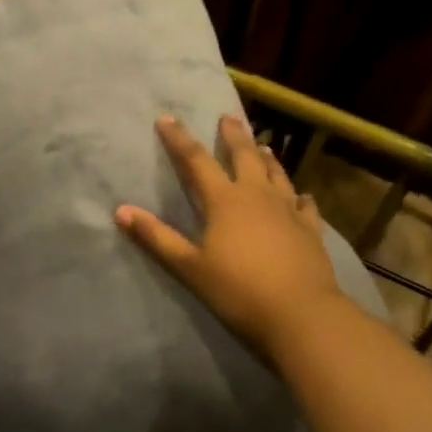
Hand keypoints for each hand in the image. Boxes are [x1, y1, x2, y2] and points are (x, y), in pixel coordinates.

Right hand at [116, 115, 343, 357]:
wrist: (301, 314)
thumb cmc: (238, 290)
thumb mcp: (189, 266)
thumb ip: (157, 237)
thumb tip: (121, 210)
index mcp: (224, 201)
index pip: (196, 161)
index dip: (179, 139)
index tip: (167, 119)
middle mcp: (257, 196)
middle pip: (244, 157)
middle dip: (233, 136)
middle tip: (228, 117)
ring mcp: (288, 211)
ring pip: (276, 174)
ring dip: (267, 159)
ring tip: (263, 146)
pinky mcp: (310, 230)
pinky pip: (305, 205)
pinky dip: (300, 197)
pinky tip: (302, 196)